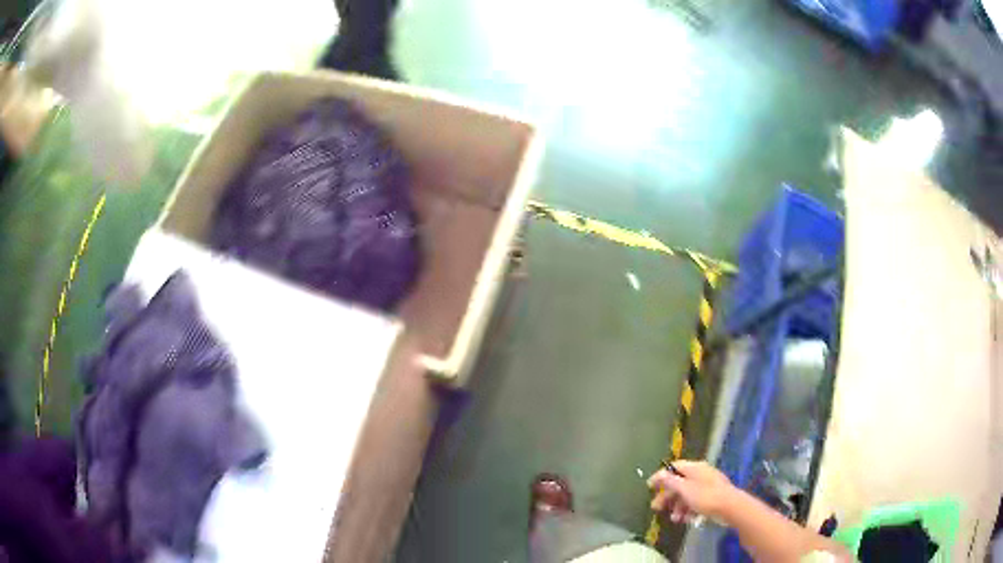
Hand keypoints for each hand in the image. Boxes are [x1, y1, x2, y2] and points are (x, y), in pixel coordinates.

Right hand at [647, 460, 735, 523]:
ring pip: (687, 495)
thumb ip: (671, 481)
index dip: (661, 476)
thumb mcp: (684, 489)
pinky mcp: (712, 497)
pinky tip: (685, 520)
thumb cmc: (705, 496)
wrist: (730, 507)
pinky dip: (688, 510)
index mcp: (694, 468)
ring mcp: (707, 486)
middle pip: (679, 483)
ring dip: (677, 507)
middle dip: (667, 496)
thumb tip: (660, 473)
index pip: (674, 467)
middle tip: (656, 508)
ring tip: (674, 519)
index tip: (649, 487)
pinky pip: (696, 502)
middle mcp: (701, 474)